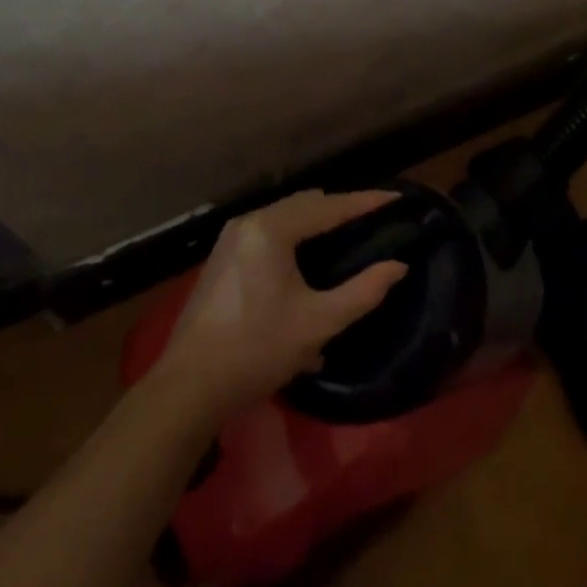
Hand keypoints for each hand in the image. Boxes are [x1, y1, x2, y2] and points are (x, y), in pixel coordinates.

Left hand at [156, 190, 408, 418]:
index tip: (397, 198)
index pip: (330, 206)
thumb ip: (364, 291)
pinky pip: (270, 231)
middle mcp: (250, 222)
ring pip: (286, 215)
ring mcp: (232, 237)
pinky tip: (310, 258)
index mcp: (272, 229)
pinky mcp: (223, 256)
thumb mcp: (319, 323)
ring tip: (348, 235)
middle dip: (342, 208)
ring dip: (318, 221)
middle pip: (306, 203)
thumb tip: (398, 266)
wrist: (188, 388)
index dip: (366, 202)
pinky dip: (295, 234)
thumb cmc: (257, 350)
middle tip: (375, 219)